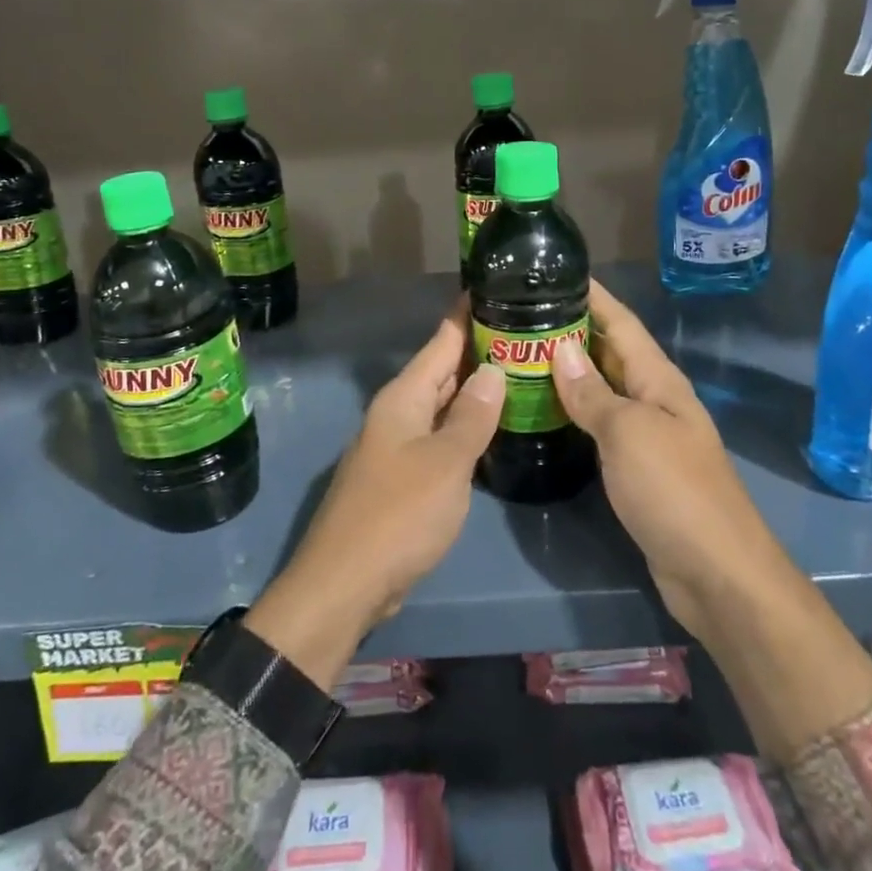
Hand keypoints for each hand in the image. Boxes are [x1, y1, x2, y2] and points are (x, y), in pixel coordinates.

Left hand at [245, 301, 504, 689]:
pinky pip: (440, 436)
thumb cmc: (398, 515)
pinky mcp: (403, 476)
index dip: (467, 314)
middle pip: (442, 370)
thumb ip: (472, 416)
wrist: (345, 583)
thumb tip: (493, 369)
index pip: (441, 341)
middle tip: (526, 331)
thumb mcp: (445, 462)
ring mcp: (398, 445)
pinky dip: (466, 425)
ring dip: (475, 389)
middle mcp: (398, 413)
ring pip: (443, 404)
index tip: (497, 287)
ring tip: (519, 371)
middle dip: (479, 351)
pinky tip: (492, 428)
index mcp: (404, 398)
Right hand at [549, 281, 772, 649]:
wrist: (716, 573)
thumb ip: (593, 393)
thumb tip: (561, 349)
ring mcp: (646, 434)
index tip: (555, 271)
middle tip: (521, 313)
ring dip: (568, 370)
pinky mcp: (636, 467)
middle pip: (610, 352)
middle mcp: (654, 399)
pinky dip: (574, 409)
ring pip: (602, 388)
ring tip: (522, 352)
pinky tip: (545, 408)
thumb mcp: (629, 434)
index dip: (593, 296)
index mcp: (658, 380)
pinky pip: (600, 423)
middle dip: (572, 328)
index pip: (621, 323)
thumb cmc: (674, 491)